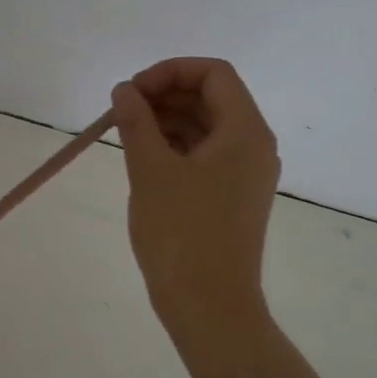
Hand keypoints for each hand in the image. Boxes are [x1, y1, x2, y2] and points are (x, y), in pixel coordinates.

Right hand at [110, 58, 280, 327]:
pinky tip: (143, 157)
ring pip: (206, 128)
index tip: (131, 91)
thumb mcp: (150, 170)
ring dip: (167, 120)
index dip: (169, 71)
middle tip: (122, 110)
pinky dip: (175, 147)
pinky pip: (205, 156)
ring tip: (126, 132)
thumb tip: (124, 90)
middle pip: (212, 98)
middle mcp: (254, 146)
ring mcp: (246, 174)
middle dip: (165, 95)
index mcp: (245, 131)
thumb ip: (136, 122)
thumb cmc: (181, 232)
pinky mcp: (233, 198)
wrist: (209, 305)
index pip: (213, 74)